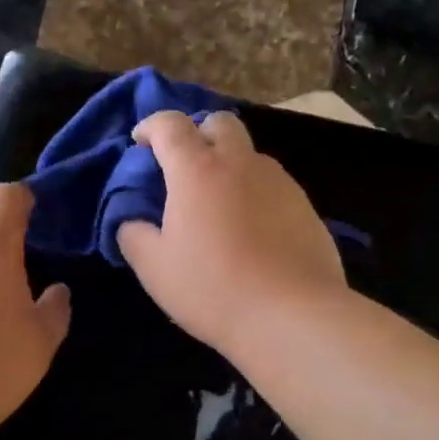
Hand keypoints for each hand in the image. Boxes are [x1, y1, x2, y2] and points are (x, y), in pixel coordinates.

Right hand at [117, 111, 345, 354]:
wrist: (293, 316)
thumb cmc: (213, 288)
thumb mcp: (154, 268)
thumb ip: (133, 235)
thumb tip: (132, 222)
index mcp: (197, 170)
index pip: (170, 124)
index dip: (151, 126)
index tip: (141, 144)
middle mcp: (241, 163)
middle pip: (220, 123)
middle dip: (198, 133)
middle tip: (185, 168)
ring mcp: (280, 182)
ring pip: (250, 155)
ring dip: (229, 166)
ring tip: (219, 208)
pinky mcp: (306, 206)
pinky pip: (273, 186)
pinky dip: (254, 194)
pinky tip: (252, 233)